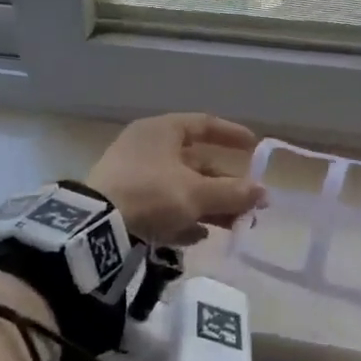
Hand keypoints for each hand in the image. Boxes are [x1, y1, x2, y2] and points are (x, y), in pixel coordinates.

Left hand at [88, 113, 265, 246]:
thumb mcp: (197, 193)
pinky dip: (182, 219)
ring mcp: (132, 176)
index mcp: (161, 131)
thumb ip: (233, 193)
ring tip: (233, 225)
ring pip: (180, 188)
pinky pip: (161, 207)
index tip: (254, 146)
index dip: (230, 134)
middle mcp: (146, 147)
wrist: (96, 226)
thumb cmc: (152, 194)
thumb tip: (264, 192)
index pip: (203, 124)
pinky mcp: (123, 203)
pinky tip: (197, 236)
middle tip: (249, 202)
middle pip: (195, 163)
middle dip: (224, 184)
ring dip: (208, 205)